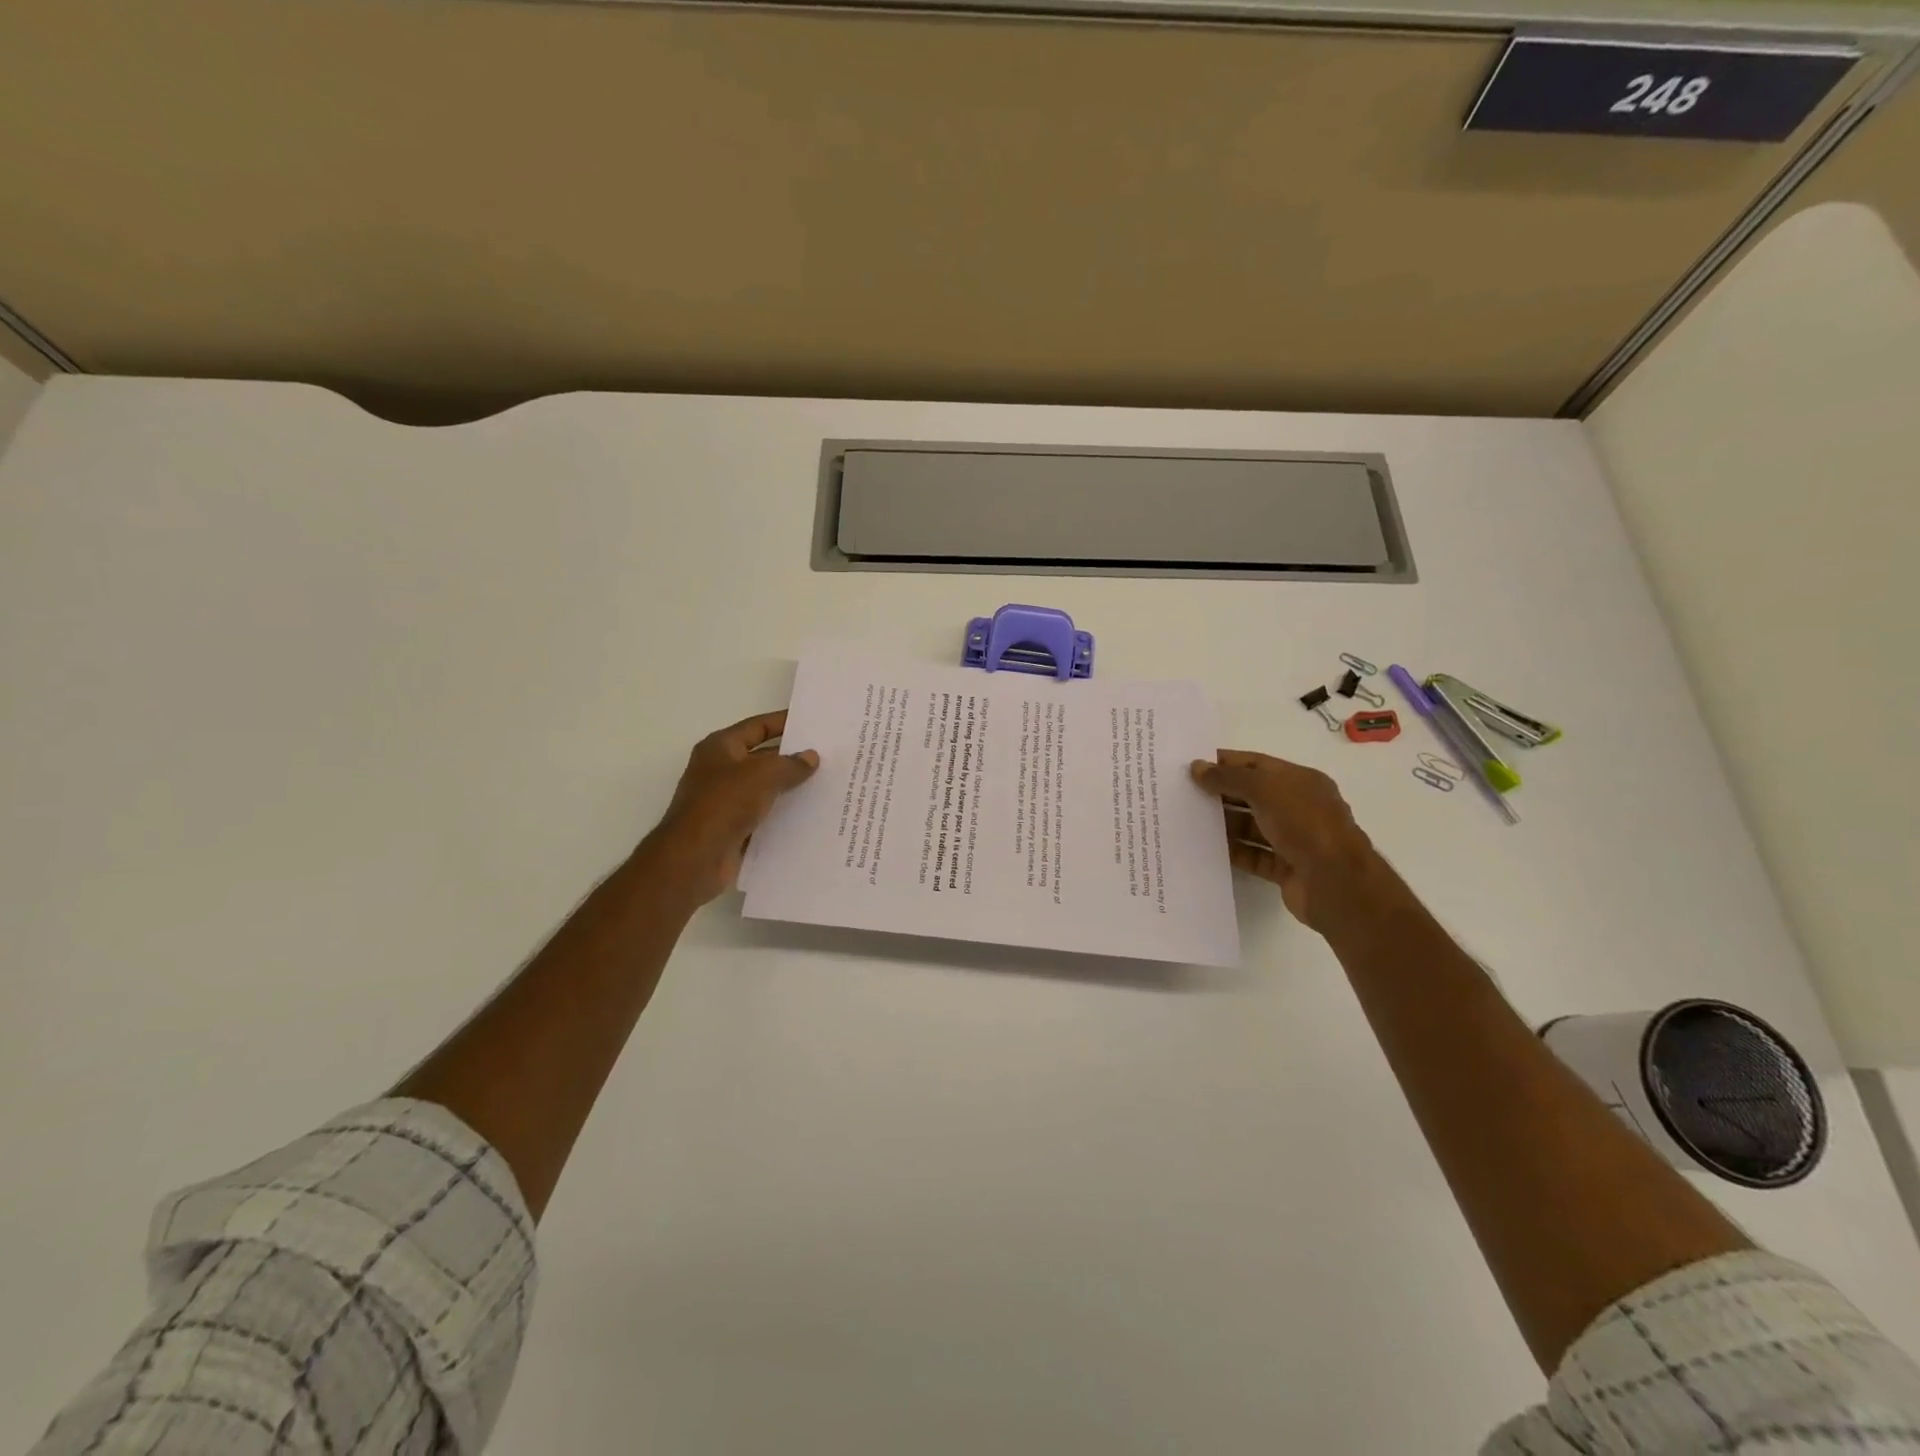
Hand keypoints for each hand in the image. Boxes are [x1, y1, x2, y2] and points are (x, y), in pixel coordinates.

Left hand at [645, 710, 818, 902]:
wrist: (695, 858)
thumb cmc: (725, 804)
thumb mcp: (763, 775)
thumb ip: (790, 764)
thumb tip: (811, 757)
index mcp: (720, 748)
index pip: (757, 726)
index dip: (783, 723)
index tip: (813, 723)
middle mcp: (720, 771)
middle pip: (762, 758)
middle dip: (792, 758)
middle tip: (828, 757)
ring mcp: (725, 802)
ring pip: (765, 789)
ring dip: (790, 789)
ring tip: (826, 786)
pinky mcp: (733, 829)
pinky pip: (764, 816)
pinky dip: (783, 815)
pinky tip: (810, 816)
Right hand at [1190, 750, 1379, 931]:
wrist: (1335, 883)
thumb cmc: (1304, 824)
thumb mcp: (1265, 789)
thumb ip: (1229, 778)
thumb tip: (1197, 768)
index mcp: (1301, 781)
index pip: (1257, 764)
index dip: (1226, 763)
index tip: (1192, 766)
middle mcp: (1299, 807)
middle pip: (1252, 795)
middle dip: (1221, 793)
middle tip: (1183, 794)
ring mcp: (1293, 839)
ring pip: (1251, 826)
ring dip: (1224, 824)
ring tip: (1188, 821)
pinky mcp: (1285, 868)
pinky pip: (1252, 855)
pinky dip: (1232, 852)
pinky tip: (1205, 849)